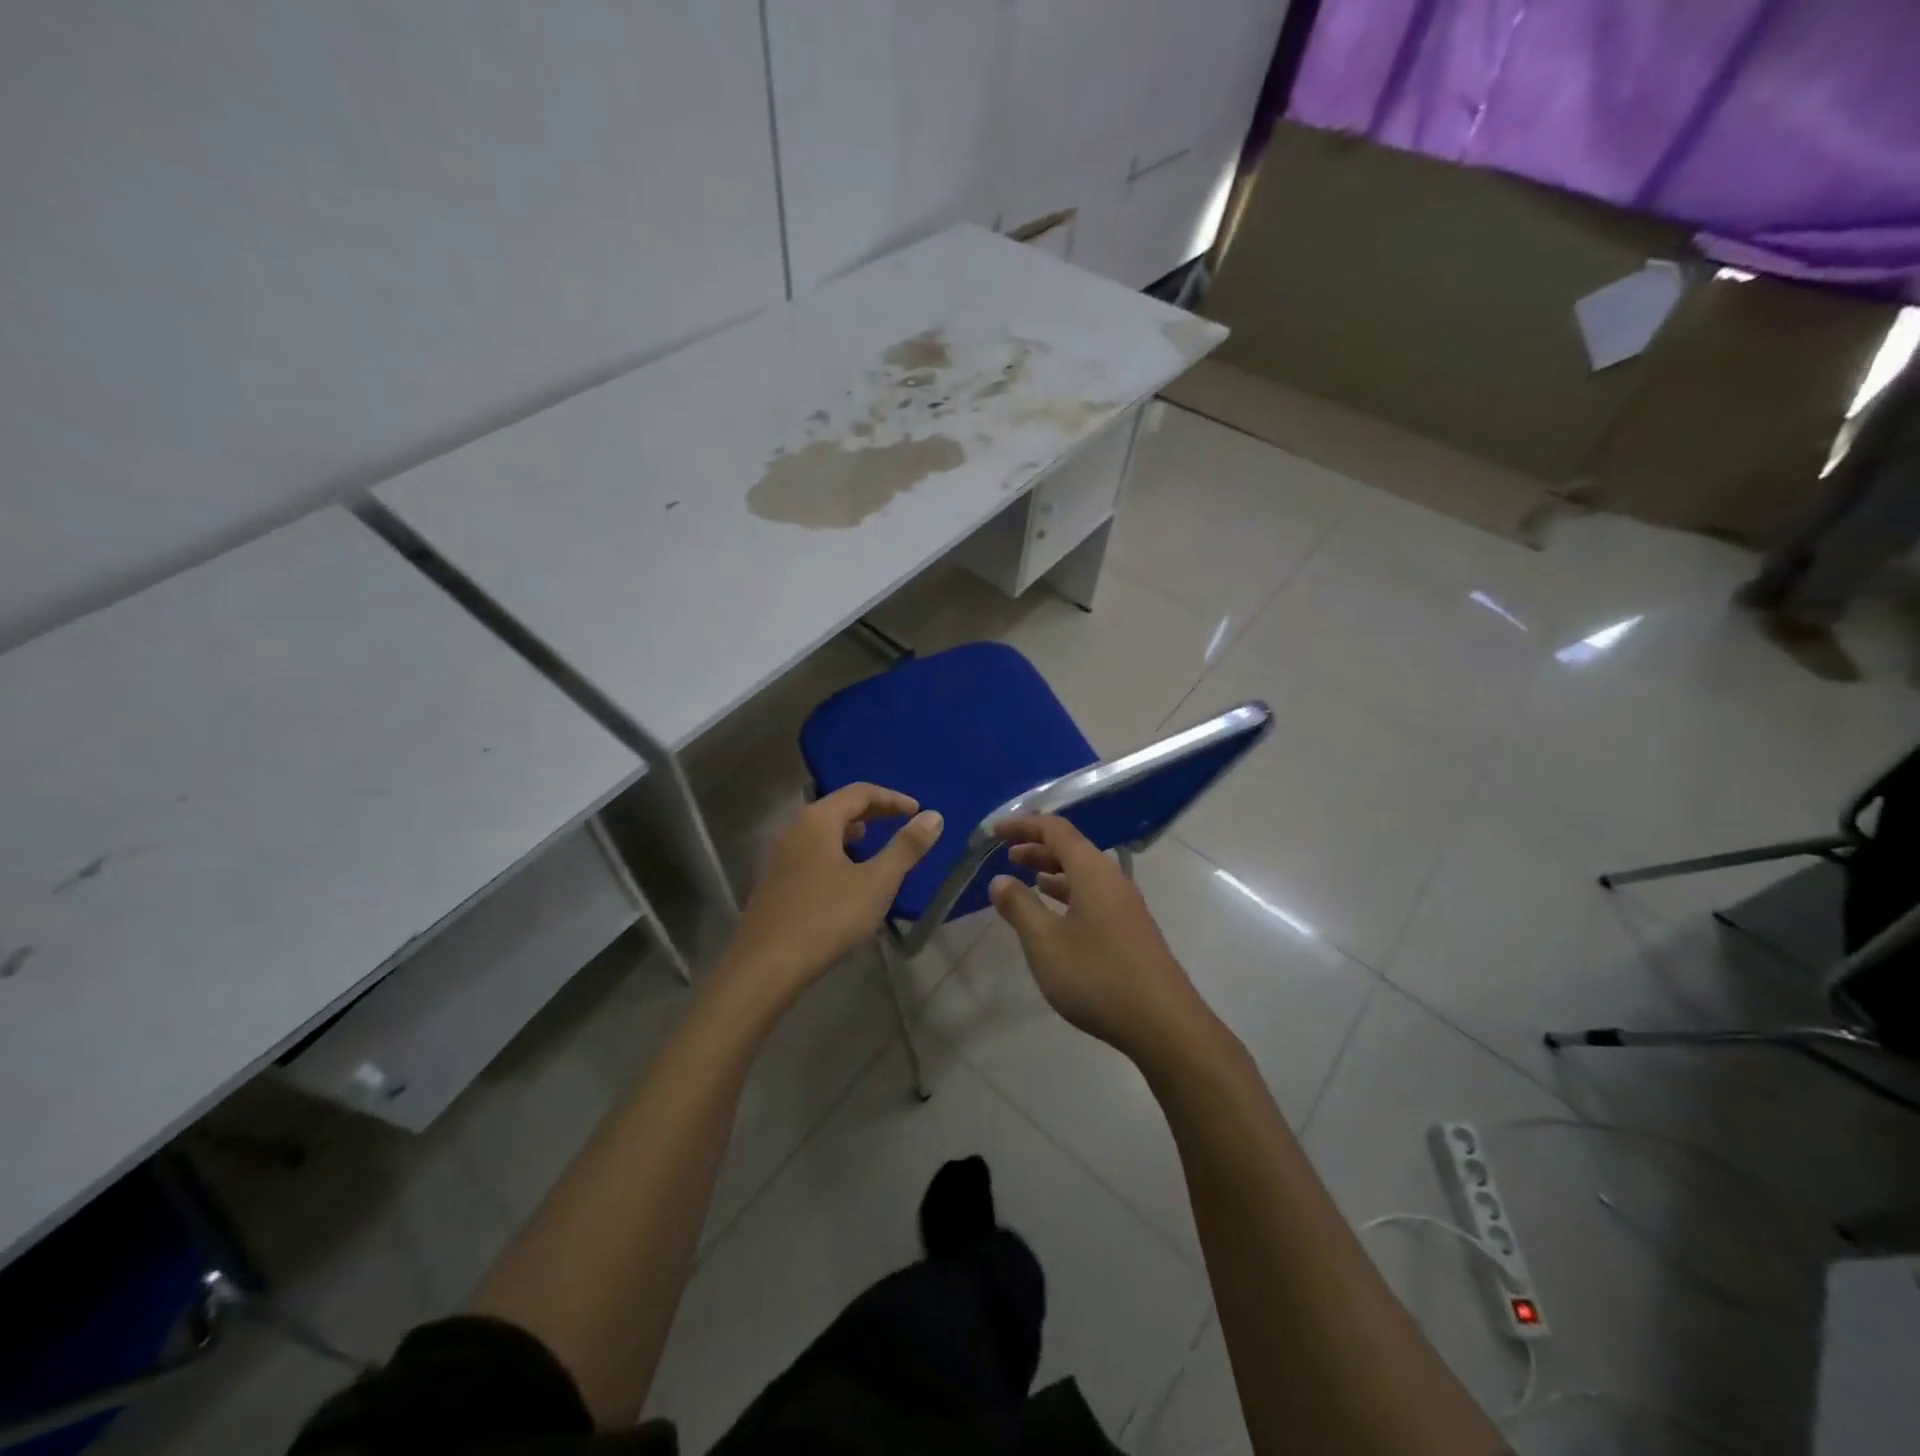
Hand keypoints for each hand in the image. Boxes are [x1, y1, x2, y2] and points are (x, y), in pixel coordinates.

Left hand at [721, 784, 942, 1004]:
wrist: (766, 966)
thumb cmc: (827, 918)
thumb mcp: (876, 882)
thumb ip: (906, 847)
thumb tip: (933, 816)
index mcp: (818, 820)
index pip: (860, 792)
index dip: (893, 798)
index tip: (918, 812)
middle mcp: (795, 829)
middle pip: (839, 808)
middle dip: (874, 812)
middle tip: (903, 823)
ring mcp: (780, 856)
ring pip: (823, 831)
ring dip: (853, 833)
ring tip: (876, 845)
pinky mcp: (775, 881)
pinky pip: (812, 852)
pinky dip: (837, 852)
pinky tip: (848, 877)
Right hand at [988, 816, 1209, 1064]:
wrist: (1163, 1023)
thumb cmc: (1097, 976)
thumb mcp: (1045, 942)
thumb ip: (1019, 907)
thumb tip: (1000, 880)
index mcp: (1092, 871)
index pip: (1055, 830)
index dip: (1023, 825)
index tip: (995, 832)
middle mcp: (1112, 879)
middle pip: (1072, 848)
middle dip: (1037, 847)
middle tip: (1007, 856)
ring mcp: (1126, 905)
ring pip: (1084, 874)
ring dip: (1053, 871)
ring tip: (1026, 880)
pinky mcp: (1131, 929)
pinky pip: (1094, 895)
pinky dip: (1068, 894)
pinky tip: (1056, 915)